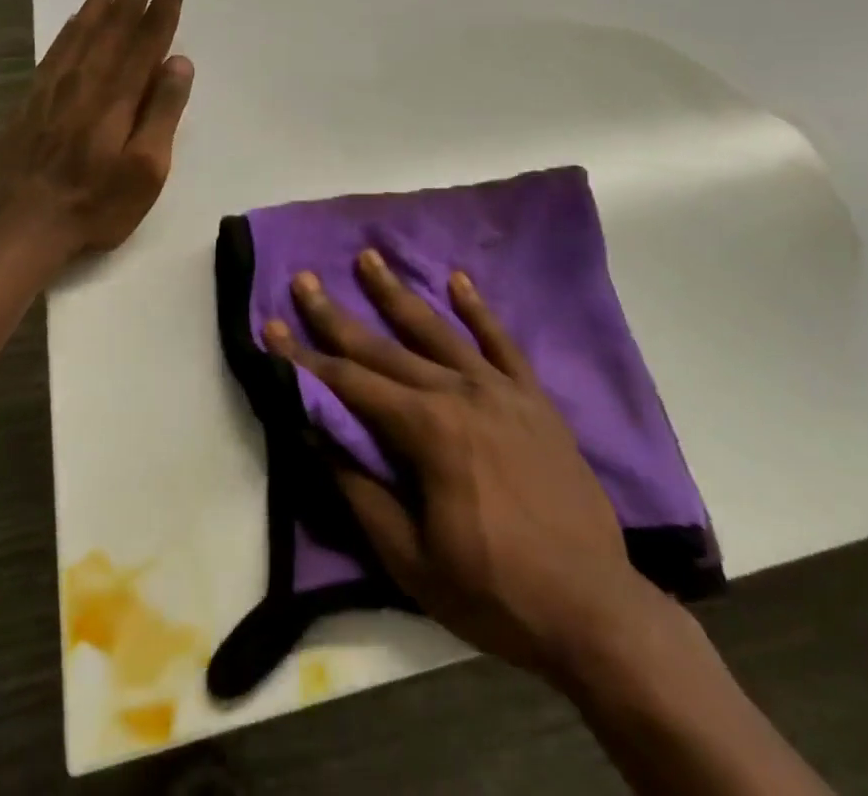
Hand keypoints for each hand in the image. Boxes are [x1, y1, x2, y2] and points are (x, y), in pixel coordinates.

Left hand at [0, 0, 193, 263]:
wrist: (18, 224)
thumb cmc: (94, 203)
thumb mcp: (145, 170)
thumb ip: (162, 112)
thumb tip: (180, 61)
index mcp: (118, 93)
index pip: (150, 34)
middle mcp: (87, 78)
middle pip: (117, 22)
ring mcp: (56, 85)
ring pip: (85, 28)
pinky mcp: (35, 97)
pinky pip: (59, 46)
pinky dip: (73, 23)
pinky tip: (77, 17)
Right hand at [266, 252, 677, 689]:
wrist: (594, 609)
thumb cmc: (494, 592)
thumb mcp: (412, 560)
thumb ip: (361, 491)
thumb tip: (318, 437)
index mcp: (427, 431)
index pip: (351, 385)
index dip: (306, 358)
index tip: (273, 327)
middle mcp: (460, 394)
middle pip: (386, 348)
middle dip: (339, 316)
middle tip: (305, 280)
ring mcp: (501, 390)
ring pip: (438, 330)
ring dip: (398, 294)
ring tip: (370, 258)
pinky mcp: (534, 398)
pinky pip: (501, 342)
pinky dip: (478, 309)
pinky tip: (458, 280)